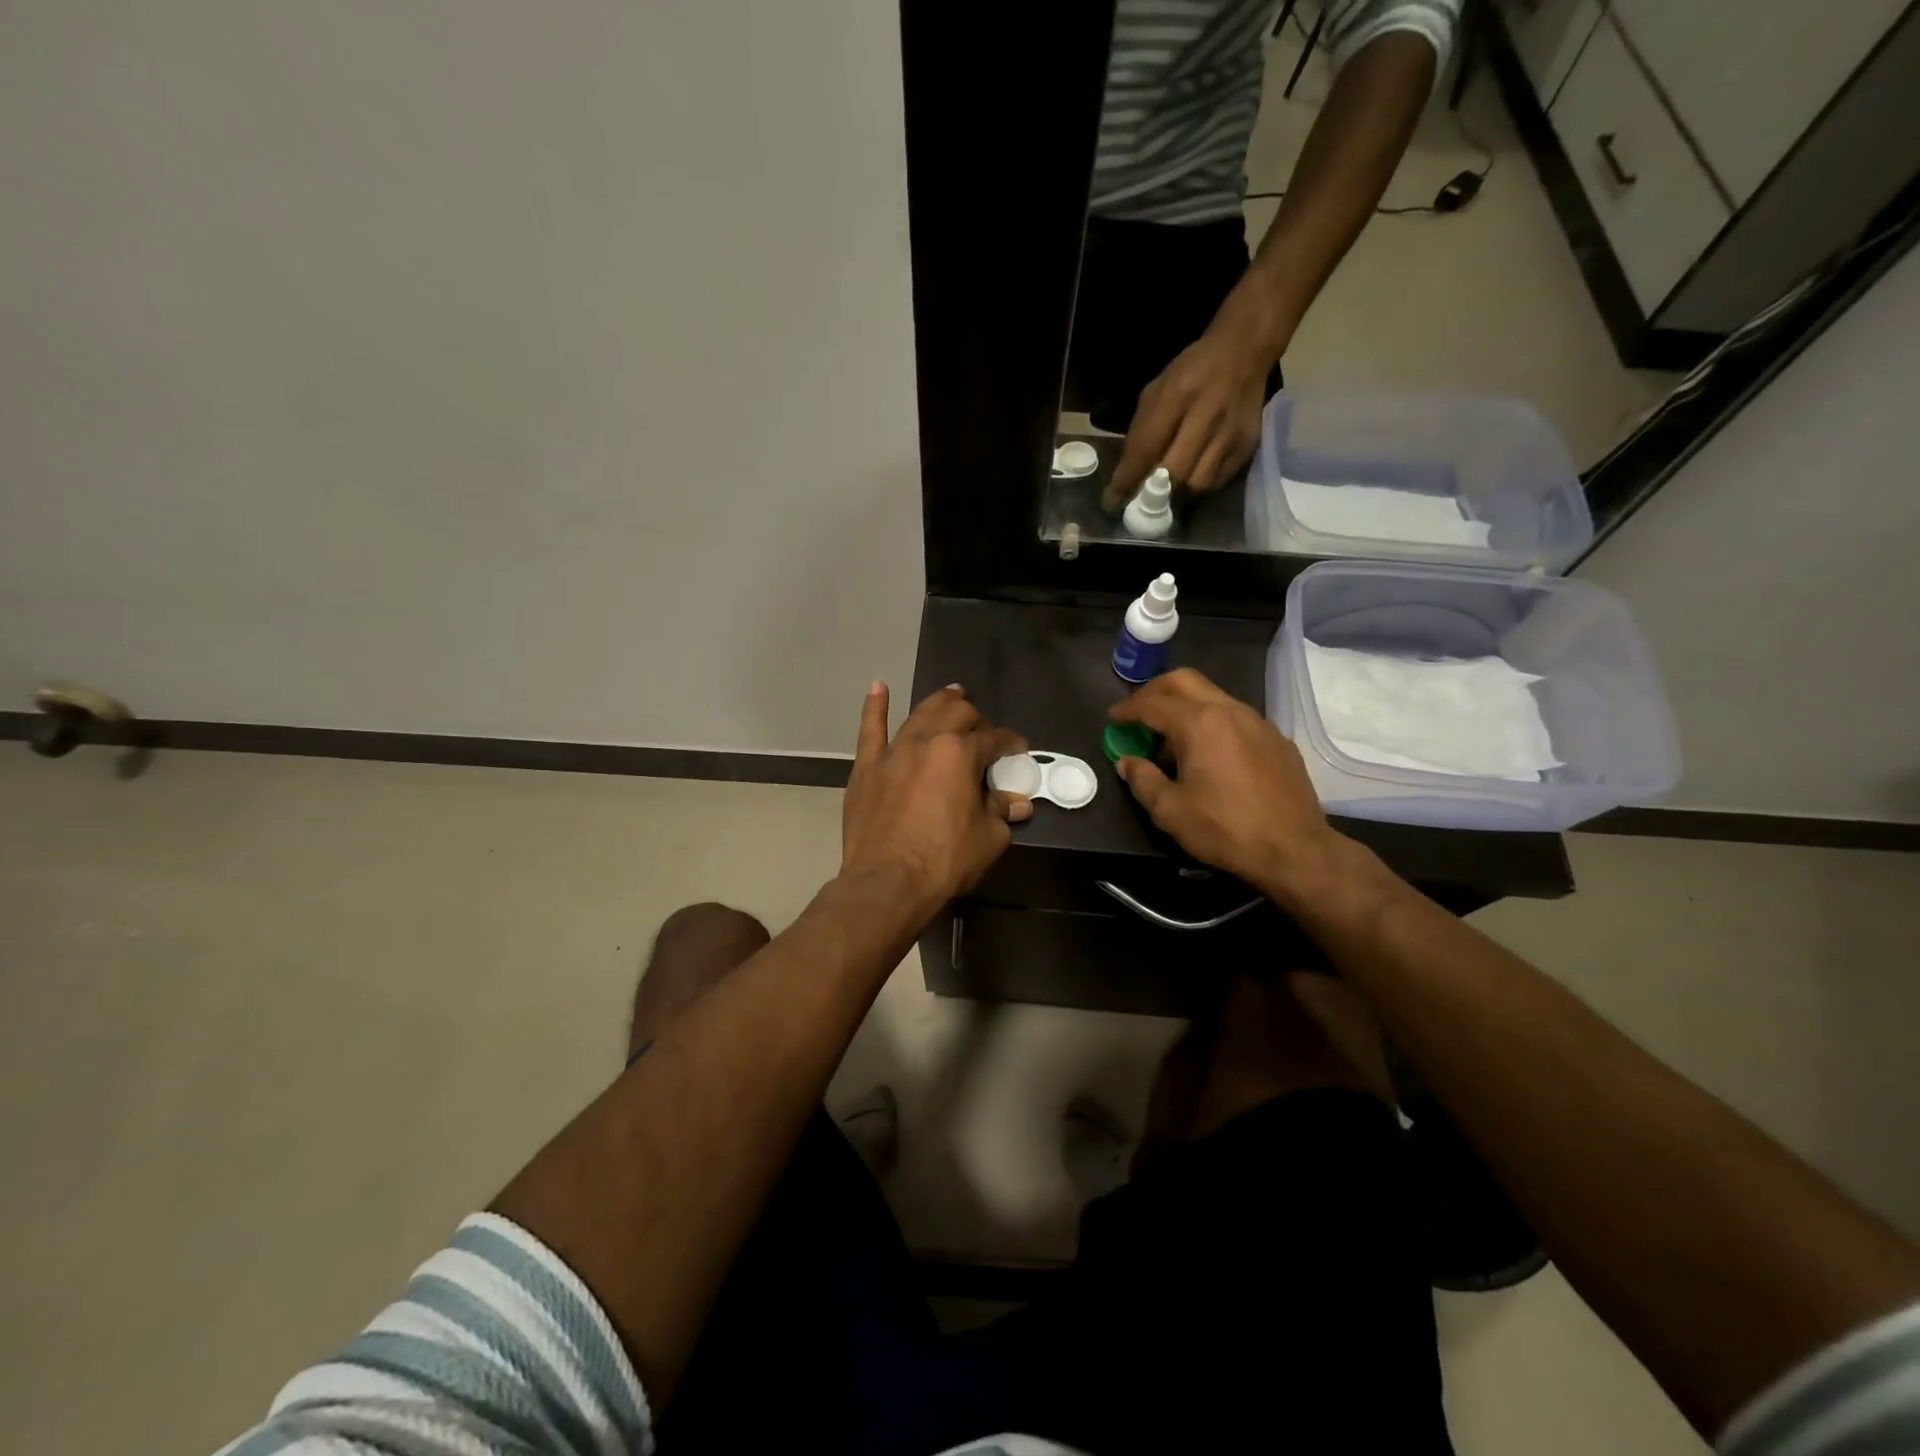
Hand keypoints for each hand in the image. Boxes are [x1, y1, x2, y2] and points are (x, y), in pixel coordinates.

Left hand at [840, 683, 1031, 916]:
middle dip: (976, 718)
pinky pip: (870, 730)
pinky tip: (878, 687)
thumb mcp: (988, 839)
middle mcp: (927, 741)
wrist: (887, 882)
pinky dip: (875, 707)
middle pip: (956, 714)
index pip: (993, 739)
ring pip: (919, 713)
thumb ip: (1002, 812)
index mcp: (961, 753)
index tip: (1019, 751)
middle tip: (984, 731)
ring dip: (940, 702)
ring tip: (952, 694)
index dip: (1010, 743)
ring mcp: (893, 751)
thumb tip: (1018, 802)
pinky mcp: (867, 767)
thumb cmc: (944, 861)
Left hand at [1103, 316, 1273, 512]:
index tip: (1113, 501)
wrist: (1242, 353)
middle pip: (1175, 473)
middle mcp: (1207, 416)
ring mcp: (1230, 434)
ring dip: (1178, 493)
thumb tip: (1126, 476)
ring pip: (1198, 484)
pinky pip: (1217, 482)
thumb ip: (1141, 432)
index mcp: (1177, 396)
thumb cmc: (1190, 373)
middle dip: (1153, 492)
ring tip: (1169, 489)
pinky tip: (1192, 477)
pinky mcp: (1246, 447)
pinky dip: (1199, 486)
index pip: (1147, 448)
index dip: (1128, 479)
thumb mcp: (1157, 391)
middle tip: (1142, 499)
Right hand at [1109, 668, 1340, 898]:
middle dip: (1154, 691)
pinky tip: (1208, 754)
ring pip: (1212, 696)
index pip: (1152, 704)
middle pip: (1184, 681)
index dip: (1127, 710)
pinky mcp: (1276, 739)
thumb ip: (1142, 779)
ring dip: (1184, 707)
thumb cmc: (1225, 829)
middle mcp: (1229, 710)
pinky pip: (1235, 716)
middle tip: (1138, 713)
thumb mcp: (1170, 811)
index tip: (1112, 719)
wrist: (1295, 850)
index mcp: (1199, 723)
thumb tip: (1127, 762)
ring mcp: (1257, 722)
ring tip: (1170, 740)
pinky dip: (1211, 722)